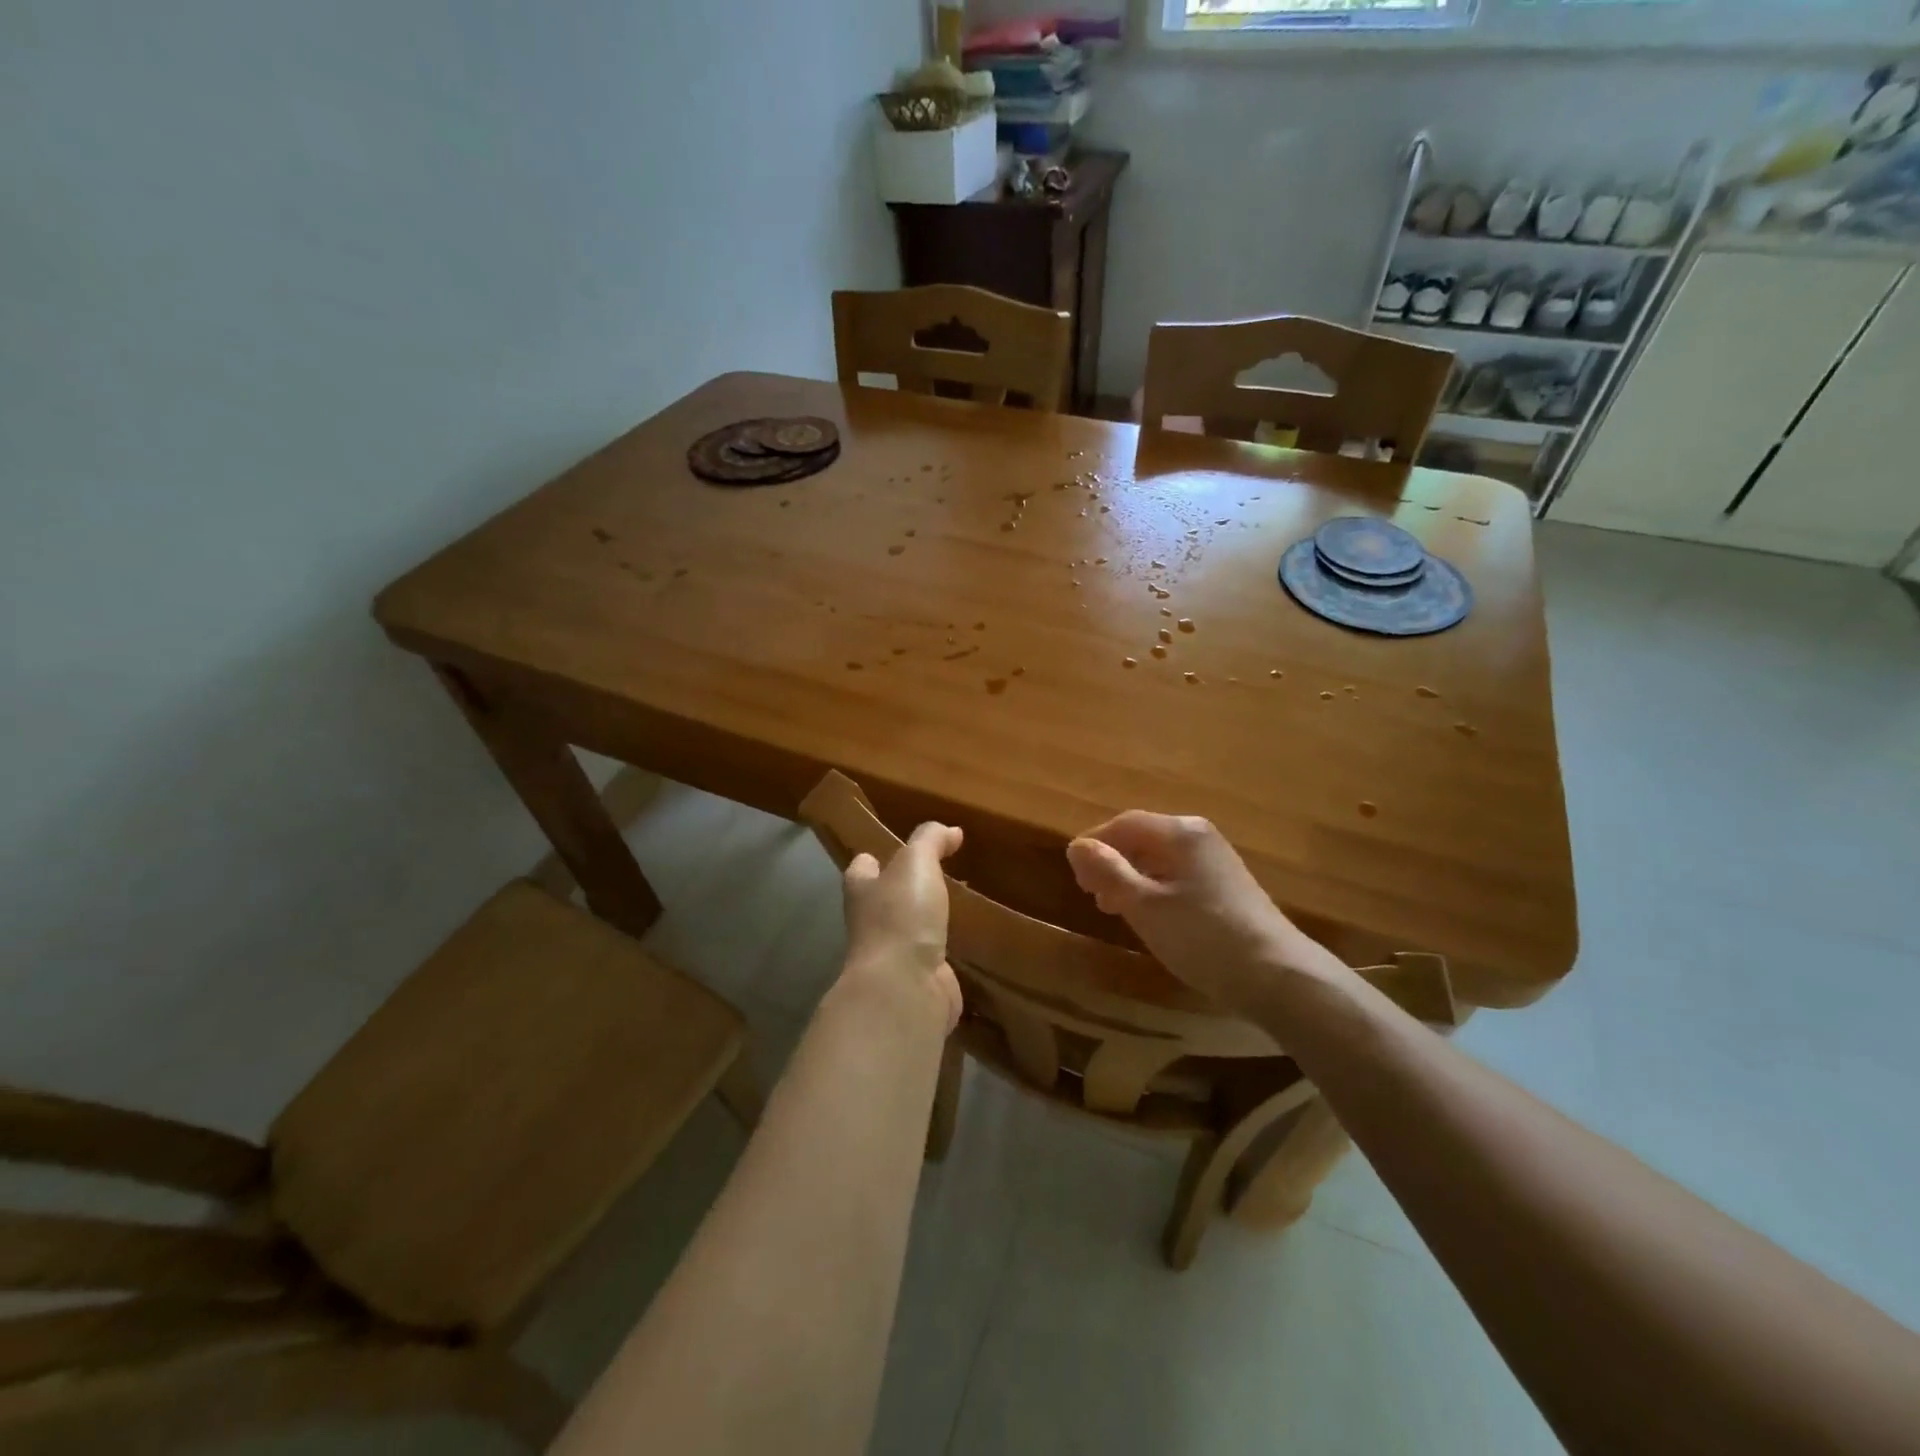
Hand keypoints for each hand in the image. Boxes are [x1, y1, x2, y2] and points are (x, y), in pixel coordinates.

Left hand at [838, 822, 964, 1033]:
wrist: (905, 988)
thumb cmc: (901, 916)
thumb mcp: (916, 863)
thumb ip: (930, 841)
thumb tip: (951, 831)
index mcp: (862, 891)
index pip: (861, 869)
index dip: (872, 860)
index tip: (889, 851)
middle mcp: (871, 924)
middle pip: (882, 901)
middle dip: (900, 891)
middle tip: (933, 876)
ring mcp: (893, 956)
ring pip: (908, 931)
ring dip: (925, 922)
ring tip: (952, 906)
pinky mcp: (918, 982)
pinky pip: (932, 960)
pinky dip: (944, 952)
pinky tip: (964, 944)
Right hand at [1066, 813, 1321, 1005]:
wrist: (1277, 976)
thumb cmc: (1203, 936)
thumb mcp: (1145, 906)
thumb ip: (1108, 872)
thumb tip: (1076, 845)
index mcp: (1180, 832)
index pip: (1124, 823)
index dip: (1094, 843)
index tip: (1073, 873)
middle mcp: (1200, 837)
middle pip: (1143, 838)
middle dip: (1112, 862)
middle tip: (1090, 894)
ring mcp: (1216, 862)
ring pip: (1160, 859)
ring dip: (1130, 878)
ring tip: (1112, 908)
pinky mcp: (1226, 887)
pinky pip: (1177, 876)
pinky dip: (1153, 889)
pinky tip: (1148, 916)